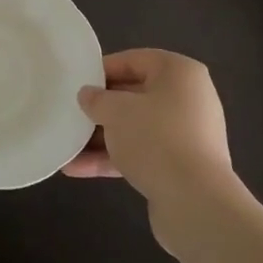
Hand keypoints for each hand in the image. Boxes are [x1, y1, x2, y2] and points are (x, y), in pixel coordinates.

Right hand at [63, 50, 235, 224]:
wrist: (195, 202)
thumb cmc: (156, 138)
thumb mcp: (116, 111)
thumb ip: (97, 99)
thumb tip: (88, 95)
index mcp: (179, 73)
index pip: (134, 60)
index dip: (103, 70)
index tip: (77, 82)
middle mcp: (188, 99)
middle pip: (135, 96)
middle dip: (101, 108)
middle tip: (71, 113)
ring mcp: (186, 135)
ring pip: (136, 128)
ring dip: (101, 138)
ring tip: (67, 146)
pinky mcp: (180, 166)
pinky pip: (142, 154)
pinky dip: (113, 158)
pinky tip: (78, 169)